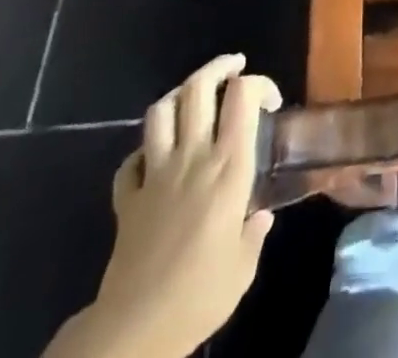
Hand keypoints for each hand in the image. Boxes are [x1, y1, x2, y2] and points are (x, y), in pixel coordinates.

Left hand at [50, 55, 281, 357]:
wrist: (136, 330)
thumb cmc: (200, 296)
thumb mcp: (243, 268)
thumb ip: (254, 233)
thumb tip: (261, 217)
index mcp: (229, 167)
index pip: (243, 96)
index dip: (259, 84)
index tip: (271, 102)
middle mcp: (193, 157)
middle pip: (198, 87)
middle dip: (219, 66)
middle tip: (235, 67)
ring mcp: (156, 174)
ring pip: (161, 111)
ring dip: (180, 95)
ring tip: (194, 98)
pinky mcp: (127, 198)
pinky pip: (131, 161)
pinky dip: (144, 152)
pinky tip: (155, 159)